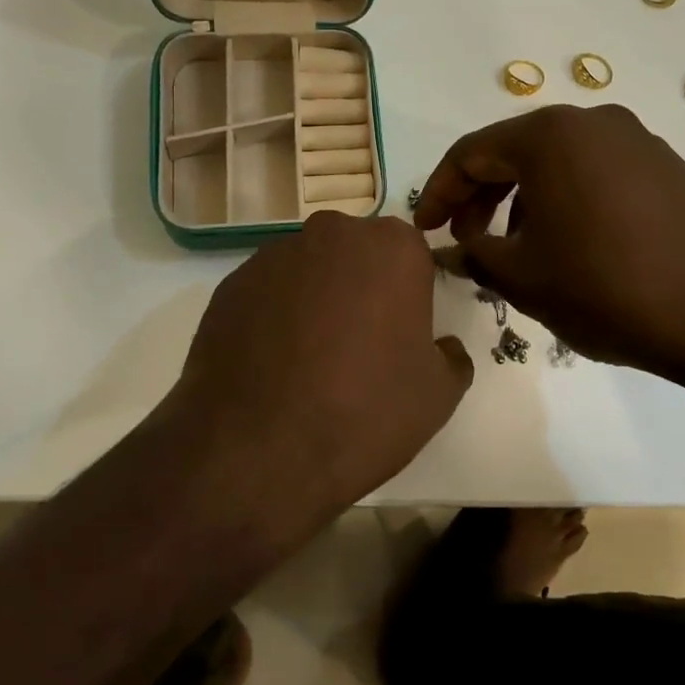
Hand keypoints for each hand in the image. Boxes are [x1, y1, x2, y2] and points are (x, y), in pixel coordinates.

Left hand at [162, 212, 473, 530]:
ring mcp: (275, 255)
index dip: (410, 295)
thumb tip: (442, 346)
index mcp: (392, 247)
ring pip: (310, 270)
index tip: (402, 334)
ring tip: (309, 361)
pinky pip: (269, 292)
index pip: (412, 256)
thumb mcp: (438, 395)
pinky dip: (275, 316)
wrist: (256, 450)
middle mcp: (333, 234)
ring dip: (316, 299)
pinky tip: (272, 364)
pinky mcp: (232, 283)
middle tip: (359, 346)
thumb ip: (451, 356)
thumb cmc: (364, 412)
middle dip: (363, 287)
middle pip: (358, 254)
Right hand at [414, 104, 684, 388]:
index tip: (423, 229)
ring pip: (556, 161)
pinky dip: (565, 198)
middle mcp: (592, 121)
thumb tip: (448, 250)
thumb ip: (473, 254)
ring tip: (515, 248)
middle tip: (464, 238)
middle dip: (480, 195)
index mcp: (550, 135)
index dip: (439, 192)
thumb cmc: (606, 289)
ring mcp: (635, 139)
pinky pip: (595, 170)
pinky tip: (567, 241)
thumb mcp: (524, 277)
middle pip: (514, 151)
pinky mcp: (664, 164)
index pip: (471, 153)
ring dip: (522, 199)